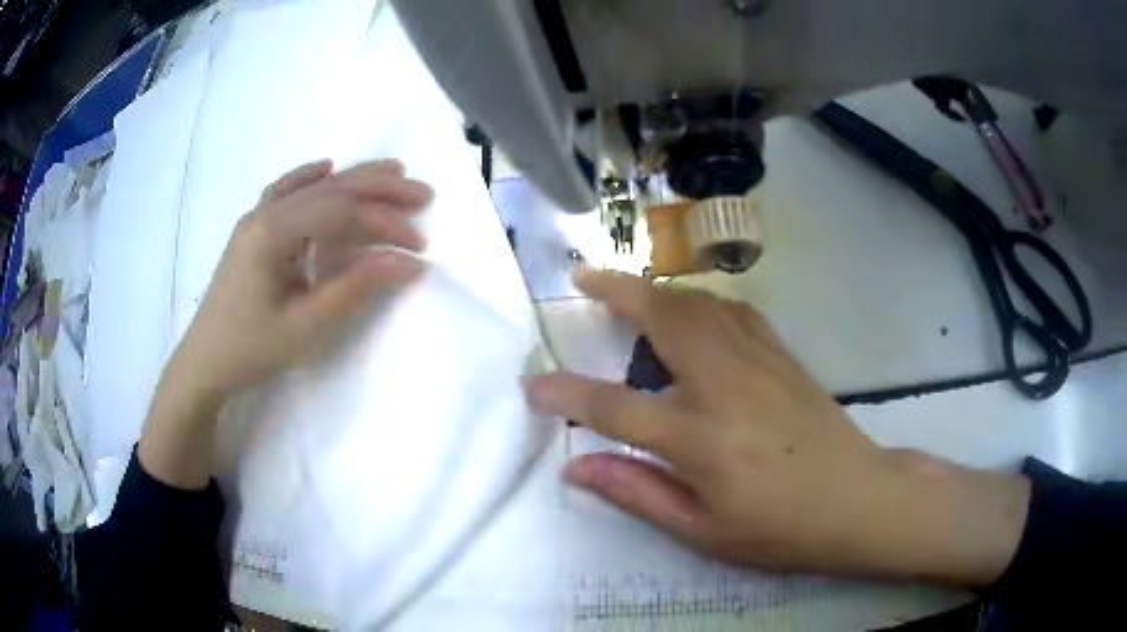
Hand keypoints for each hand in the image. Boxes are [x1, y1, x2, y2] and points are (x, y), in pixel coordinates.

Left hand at [141, 159, 431, 488]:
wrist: (205, 361)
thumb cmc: (252, 347)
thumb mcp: (307, 326)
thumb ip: (356, 288)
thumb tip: (406, 264)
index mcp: (273, 231)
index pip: (340, 213)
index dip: (384, 224)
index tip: (418, 246)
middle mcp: (265, 212)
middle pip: (331, 188)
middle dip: (380, 189)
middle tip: (423, 193)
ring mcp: (256, 216)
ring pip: (313, 185)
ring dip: (355, 178)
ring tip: (393, 171)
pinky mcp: (254, 228)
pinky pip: (286, 190)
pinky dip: (312, 178)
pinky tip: (327, 168)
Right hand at [527, 270, 1028, 586]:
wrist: (856, 500)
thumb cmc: (778, 528)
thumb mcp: (702, 531)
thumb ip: (637, 493)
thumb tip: (577, 469)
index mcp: (700, 438)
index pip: (614, 407)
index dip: (567, 394)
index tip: (534, 385)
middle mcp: (724, 386)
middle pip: (662, 318)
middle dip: (616, 290)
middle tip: (584, 278)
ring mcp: (758, 363)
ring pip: (699, 303)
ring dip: (658, 290)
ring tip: (631, 292)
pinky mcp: (783, 355)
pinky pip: (734, 311)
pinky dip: (702, 301)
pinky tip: (695, 312)